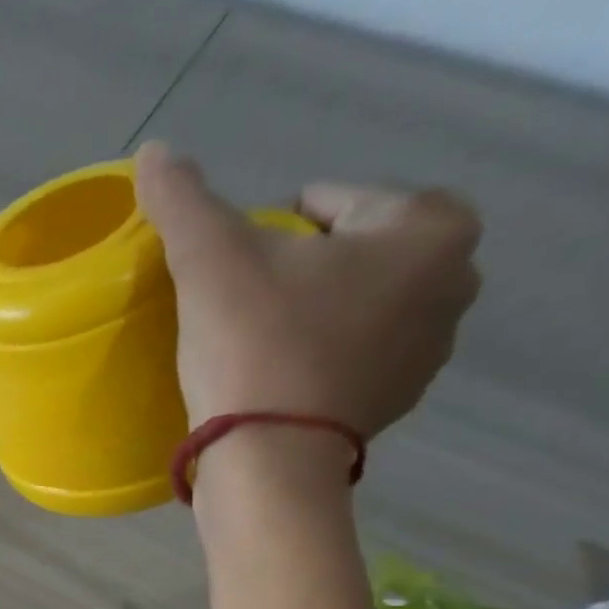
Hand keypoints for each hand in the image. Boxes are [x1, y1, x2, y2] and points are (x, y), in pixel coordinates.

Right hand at [134, 140, 482, 439]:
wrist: (269, 457)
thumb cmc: (253, 345)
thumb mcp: (210, 261)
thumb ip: (183, 199)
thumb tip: (153, 151)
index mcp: (430, 227)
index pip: (332, 201)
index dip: (270, 228)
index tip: (234, 265)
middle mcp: (455, 280)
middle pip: (349, 250)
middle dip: (299, 265)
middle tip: (242, 301)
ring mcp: (433, 347)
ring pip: (354, 301)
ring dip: (310, 308)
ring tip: (253, 339)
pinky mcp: (399, 398)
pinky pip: (354, 351)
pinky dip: (318, 352)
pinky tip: (273, 374)